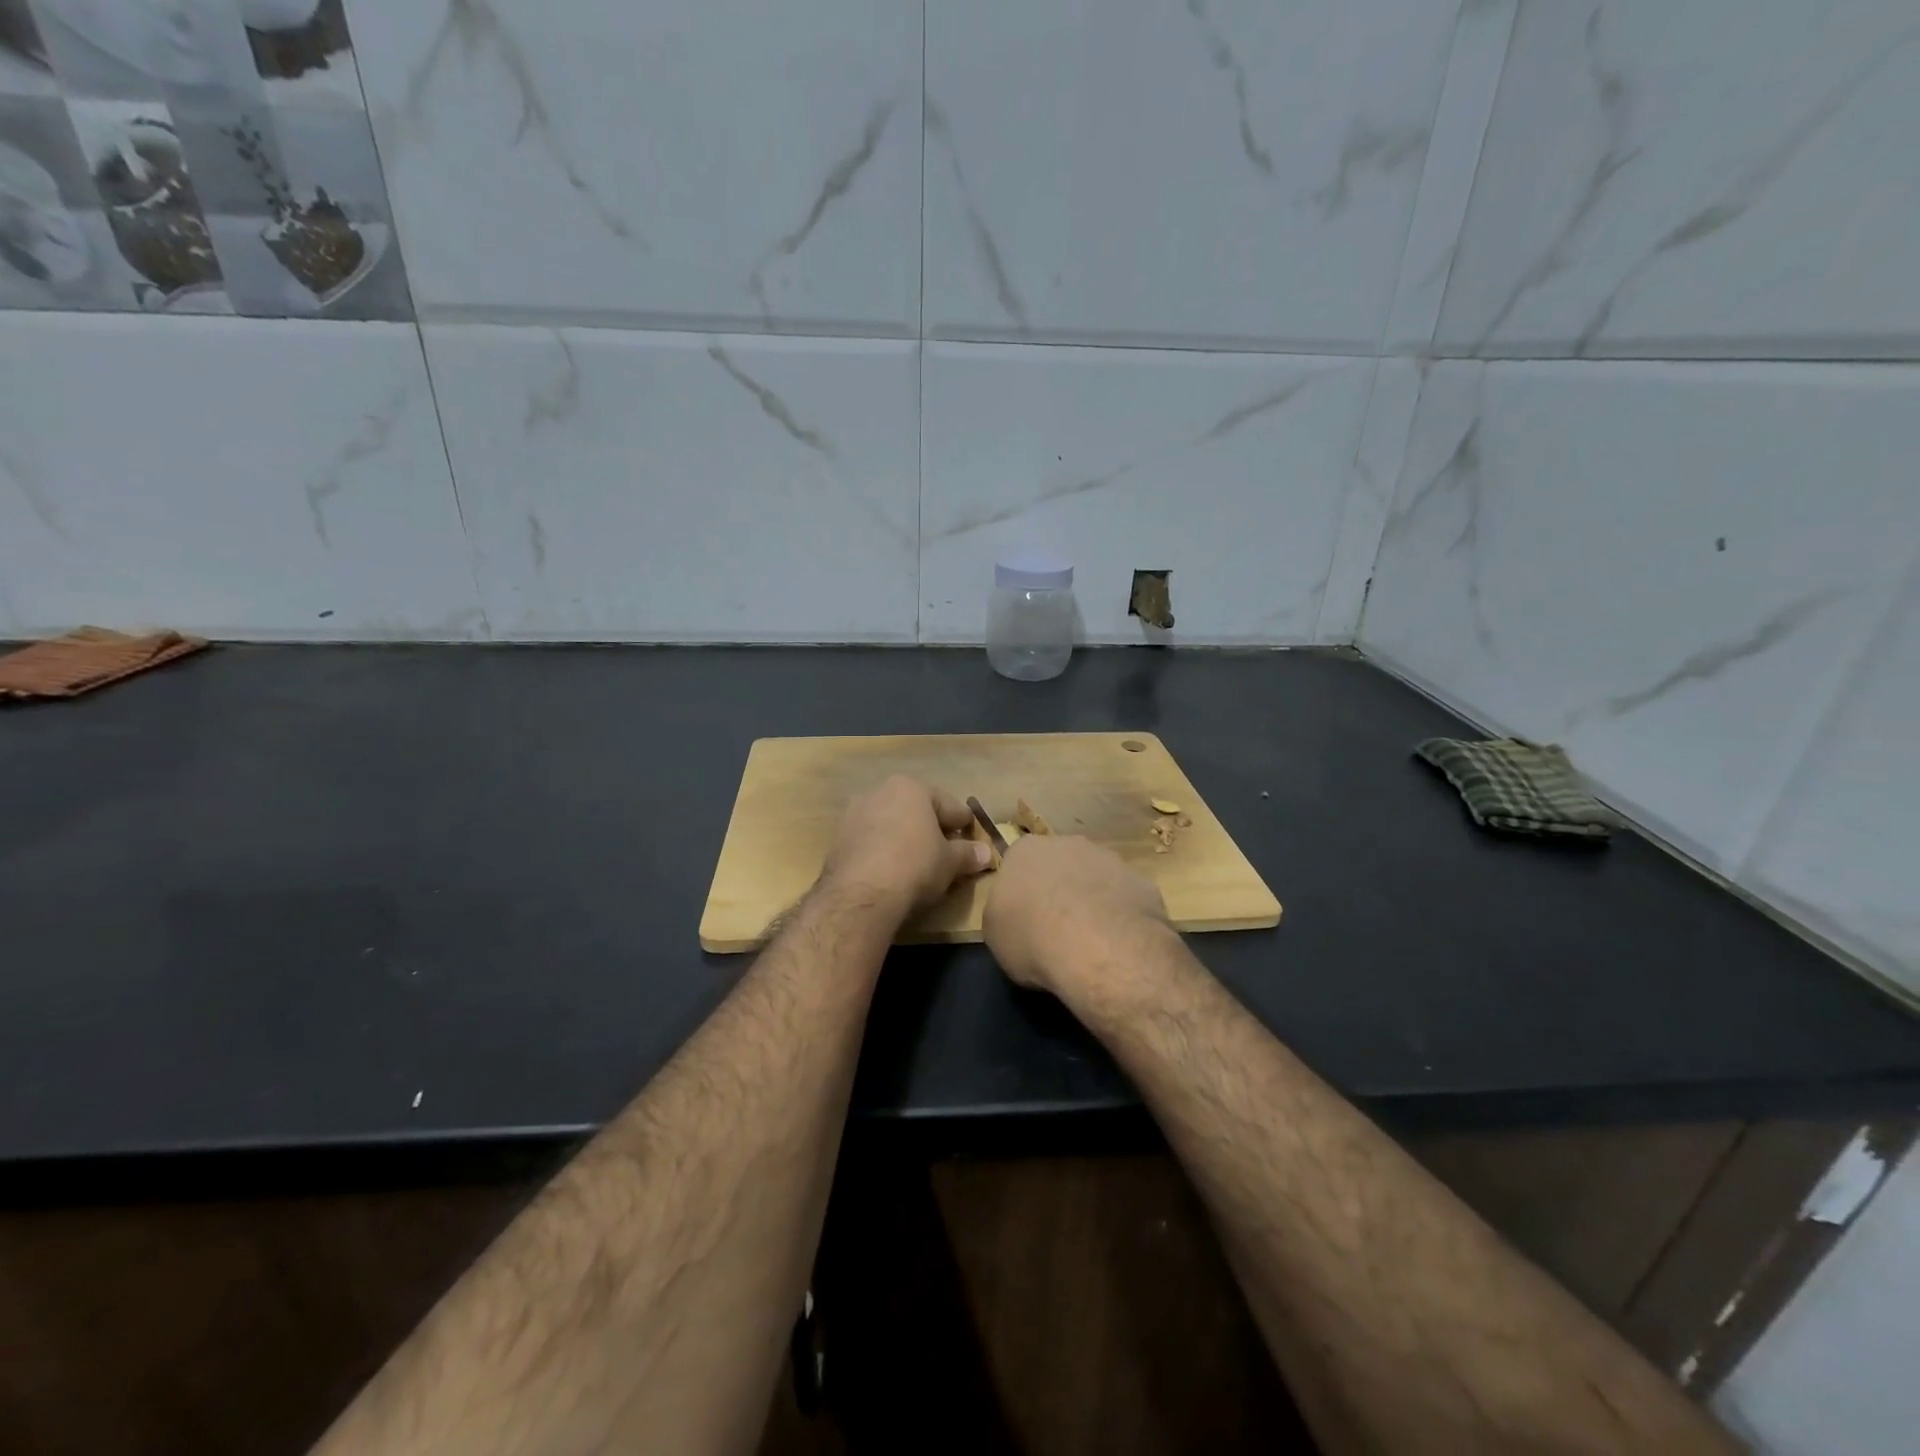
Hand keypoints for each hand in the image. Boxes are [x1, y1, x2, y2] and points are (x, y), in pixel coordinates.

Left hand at [820, 776, 991, 919]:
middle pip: (915, 809)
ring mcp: (854, 814)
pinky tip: (891, 870)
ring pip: (890, 823)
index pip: (948, 804)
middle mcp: (880, 791)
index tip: (972, 839)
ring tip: (917, 862)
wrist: (860, 894)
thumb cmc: (915, 865)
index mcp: (911, 788)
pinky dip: (883, 850)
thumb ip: (968, 854)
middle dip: (931, 828)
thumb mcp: (950, 862)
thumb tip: (986, 854)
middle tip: (946, 851)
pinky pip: (870, 840)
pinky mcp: (838, 838)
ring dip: (904, 838)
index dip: (963, 824)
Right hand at [984, 835, 1167, 994]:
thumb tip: (1016, 909)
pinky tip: (1117, 942)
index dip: (1022, 891)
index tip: (1024, 916)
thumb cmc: (1033, 938)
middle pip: (1059, 863)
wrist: (1099, 948)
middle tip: (1057, 925)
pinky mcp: (1141, 881)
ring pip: (1095, 877)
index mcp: (1025, 850)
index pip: (1019, 863)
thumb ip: (1004, 911)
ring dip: (1092, 899)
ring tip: (1091, 939)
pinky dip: (1120, 914)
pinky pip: (1124, 897)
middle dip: (1059, 887)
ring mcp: (1109, 859)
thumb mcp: (996, 933)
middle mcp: (1067, 844)